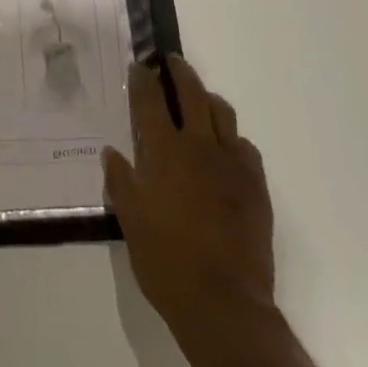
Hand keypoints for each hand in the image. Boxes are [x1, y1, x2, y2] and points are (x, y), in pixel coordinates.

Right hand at [103, 56, 281, 366]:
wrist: (224, 304)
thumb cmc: (166, 262)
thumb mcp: (130, 221)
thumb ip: (120, 181)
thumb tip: (112, 152)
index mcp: (164, 152)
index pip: (151, 100)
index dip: (144, 79)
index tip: (140, 65)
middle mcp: (199, 147)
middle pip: (192, 93)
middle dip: (180, 72)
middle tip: (171, 62)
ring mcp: (232, 164)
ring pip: (222, 113)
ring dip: (207, 99)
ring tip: (199, 100)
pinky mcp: (255, 184)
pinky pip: (244, 146)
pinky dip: (230, 137)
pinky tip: (223, 149)